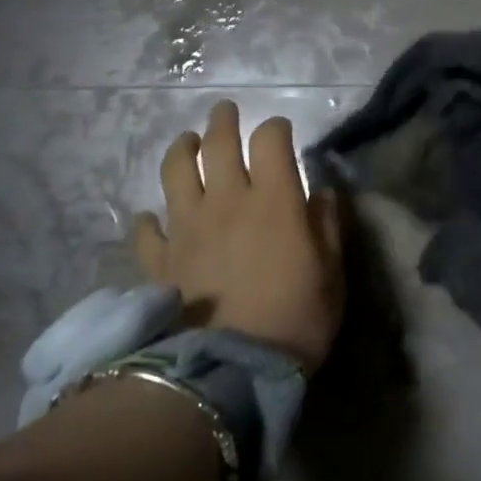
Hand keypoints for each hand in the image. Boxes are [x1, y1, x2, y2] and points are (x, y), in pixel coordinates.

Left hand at [133, 101, 342, 371]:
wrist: (235, 369)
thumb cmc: (297, 318)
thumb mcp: (332, 272)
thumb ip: (327, 226)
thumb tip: (320, 193)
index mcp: (273, 199)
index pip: (270, 140)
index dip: (277, 128)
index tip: (282, 132)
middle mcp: (227, 200)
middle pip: (219, 144)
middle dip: (224, 121)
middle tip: (225, 111)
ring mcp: (188, 227)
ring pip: (176, 172)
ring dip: (182, 150)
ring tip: (187, 142)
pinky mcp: (161, 259)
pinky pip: (148, 230)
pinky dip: (150, 219)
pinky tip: (154, 217)